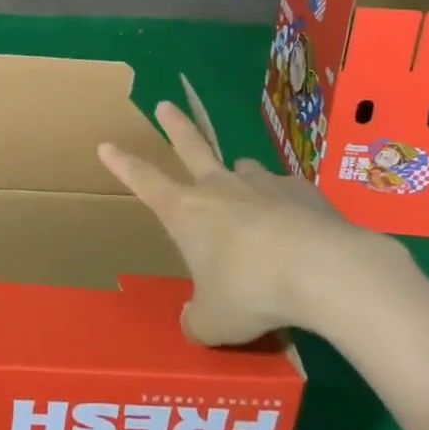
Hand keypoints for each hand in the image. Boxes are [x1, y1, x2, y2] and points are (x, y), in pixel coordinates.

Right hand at [98, 101, 408, 342]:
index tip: (106, 145)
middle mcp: (220, 188)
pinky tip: (301, 225)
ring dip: (241, 177)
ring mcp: (263, 184)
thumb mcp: (215, 321)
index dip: (123, 164)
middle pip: (191, 146)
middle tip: (165, 105)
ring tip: (247, 191)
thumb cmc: (250, 291)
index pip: (144, 181)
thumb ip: (199, 320)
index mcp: (186, 212)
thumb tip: (194, 324)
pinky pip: (289, 193)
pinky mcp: (304, 192)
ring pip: (244, 169)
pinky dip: (288, 206)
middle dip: (175, 126)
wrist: (322, 269)